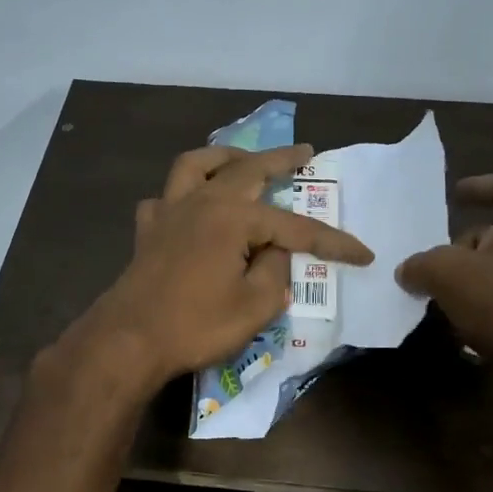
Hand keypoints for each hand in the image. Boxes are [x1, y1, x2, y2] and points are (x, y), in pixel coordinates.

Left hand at [66, 143, 373, 393]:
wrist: (129, 340)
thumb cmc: (195, 324)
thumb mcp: (254, 306)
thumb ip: (275, 272)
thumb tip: (275, 252)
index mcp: (233, 218)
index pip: (295, 227)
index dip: (332, 241)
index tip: (363, 254)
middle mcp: (201, 202)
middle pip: (247, 170)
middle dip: (281, 159)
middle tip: (305, 151)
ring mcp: (169, 212)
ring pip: (196, 165)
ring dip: (224, 156)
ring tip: (242, 158)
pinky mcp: (147, 231)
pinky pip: (164, 198)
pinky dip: (180, 194)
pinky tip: (189, 205)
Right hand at [397, 174, 492, 407]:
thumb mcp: (448, 275)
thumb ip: (422, 264)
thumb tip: (408, 270)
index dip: (477, 186)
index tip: (454, 194)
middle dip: (465, 244)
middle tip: (434, 264)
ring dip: (474, 278)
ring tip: (442, 298)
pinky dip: (490, 306)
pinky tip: (466, 329)